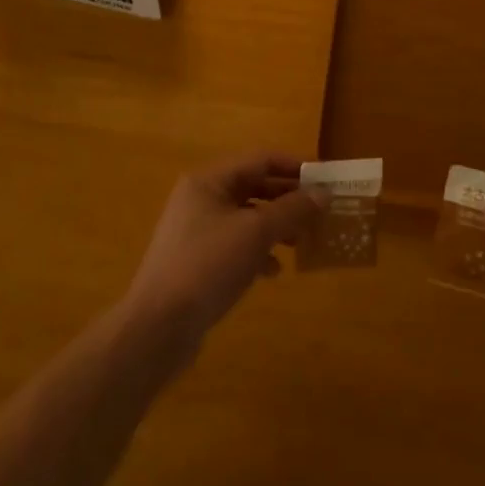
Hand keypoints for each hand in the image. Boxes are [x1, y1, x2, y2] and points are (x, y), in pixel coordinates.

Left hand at [124, 152, 323, 349]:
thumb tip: (324, 193)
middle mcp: (200, 198)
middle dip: (288, 199)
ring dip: (276, 226)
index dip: (295, 166)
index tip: (325, 180)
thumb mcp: (257, 232)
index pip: (260, 159)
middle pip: (253, 187)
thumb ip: (292, 209)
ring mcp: (195, 231)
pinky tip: (272, 271)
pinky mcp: (196, 261)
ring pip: (246, 218)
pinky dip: (257, 251)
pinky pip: (235, 245)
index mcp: (209, 180)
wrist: (159, 326)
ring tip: (302, 242)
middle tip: (320, 213)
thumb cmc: (209, 265)